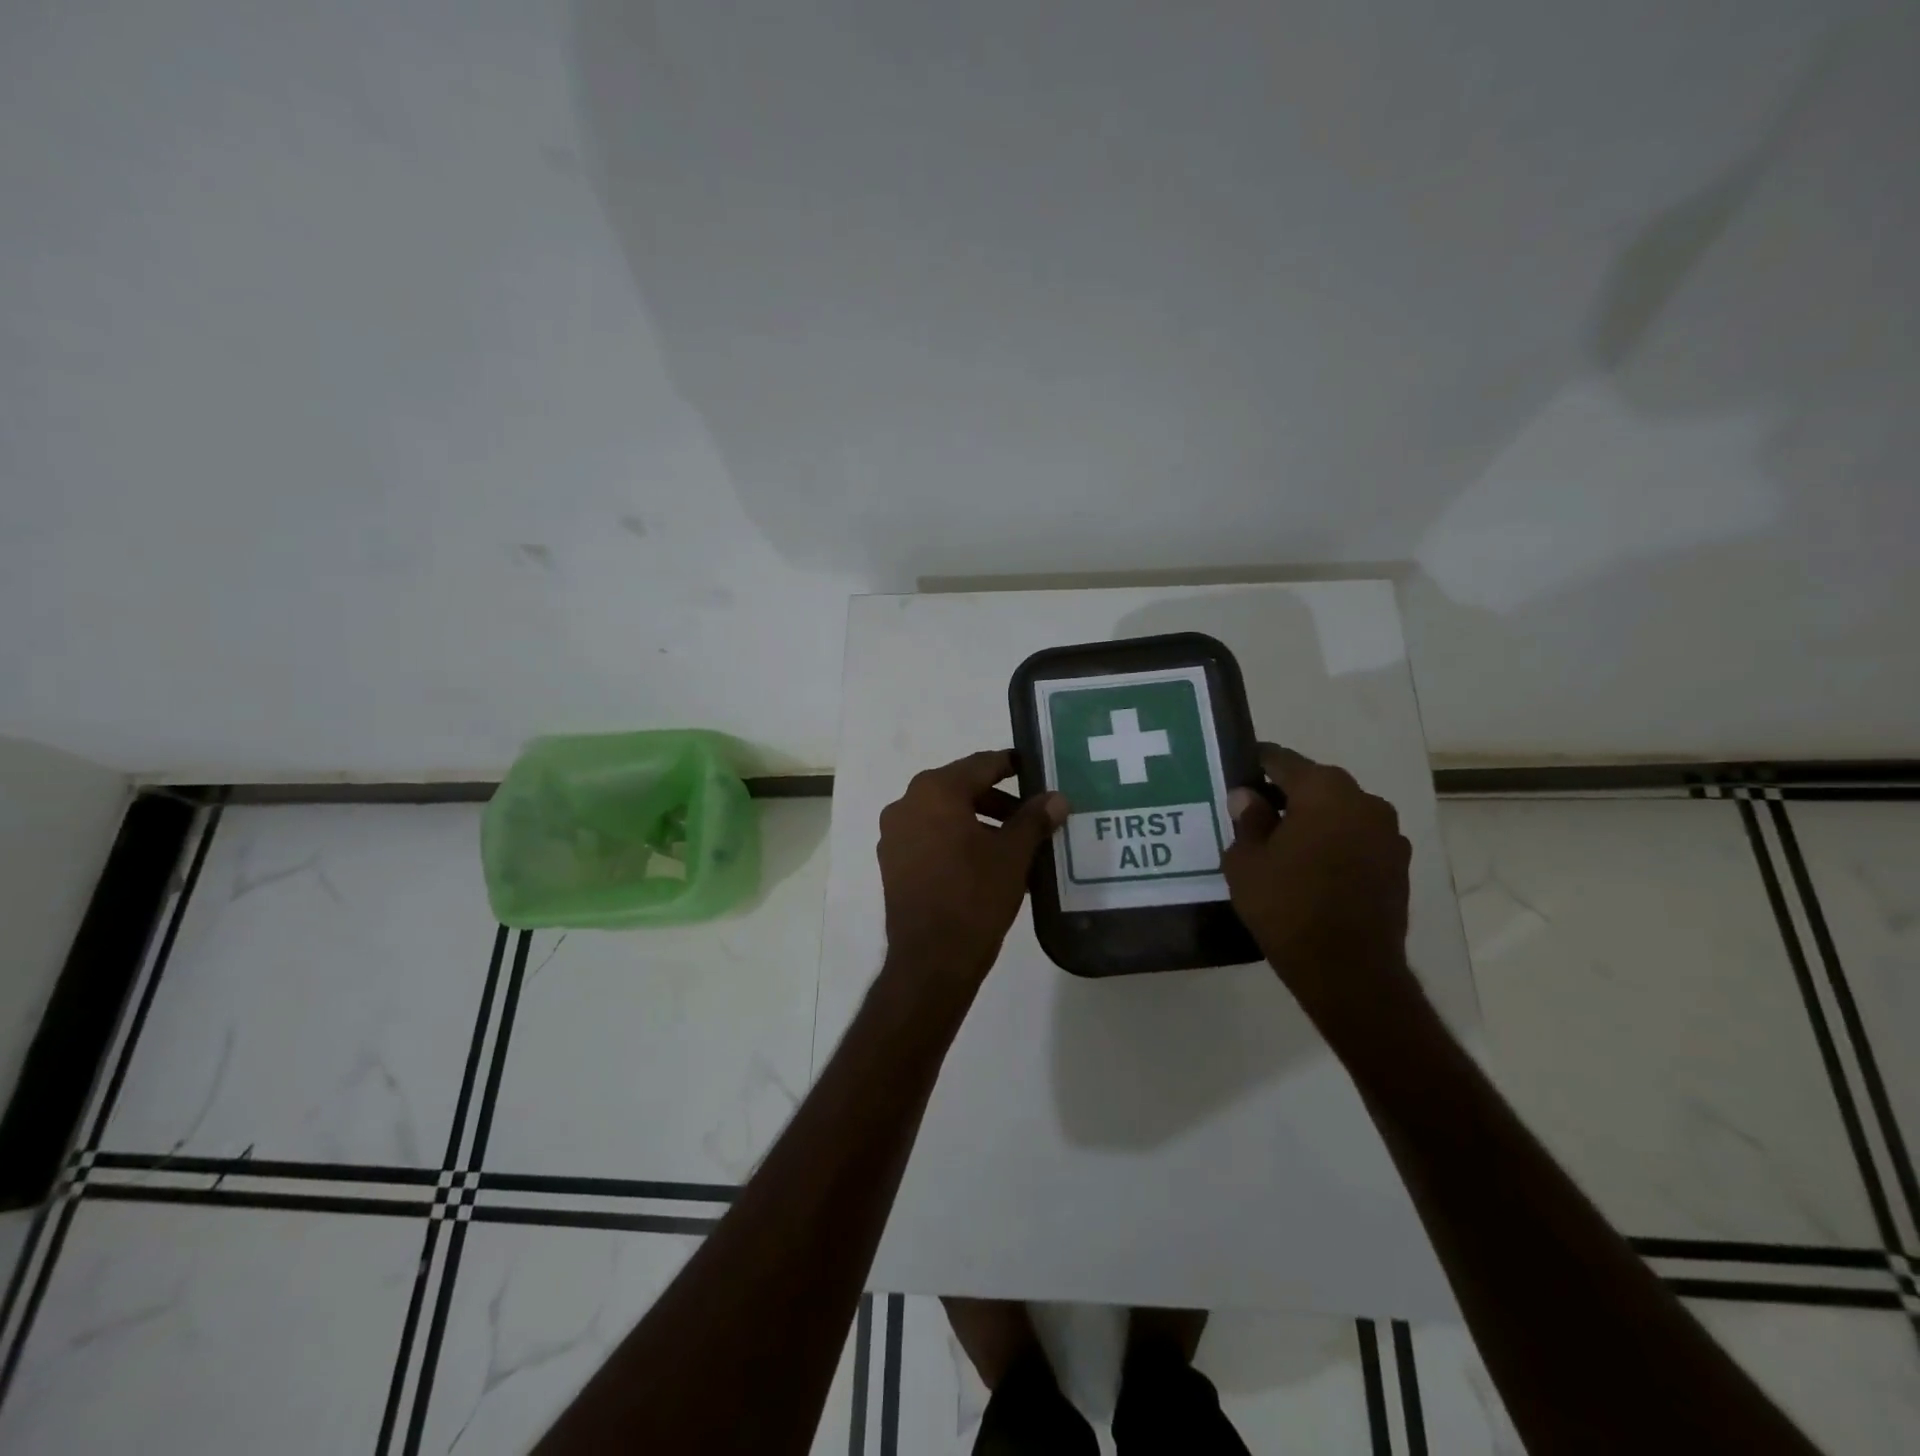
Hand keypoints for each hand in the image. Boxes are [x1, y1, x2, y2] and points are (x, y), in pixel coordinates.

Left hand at [877, 750, 1066, 990]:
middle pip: (961, 789)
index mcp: (935, 791)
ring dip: (980, 823)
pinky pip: (931, 839)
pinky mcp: (892, 863)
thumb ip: (1034, 819)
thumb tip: (1057, 798)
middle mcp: (907, 804)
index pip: (981, 765)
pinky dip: (958, 842)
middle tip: (1032, 815)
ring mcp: (894, 835)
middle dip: (999, 801)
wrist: (931, 959)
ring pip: (945, 816)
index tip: (1035, 769)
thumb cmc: (975, 895)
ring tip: (1015, 845)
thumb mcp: (1013, 854)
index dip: (1011, 765)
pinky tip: (986, 864)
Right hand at [1222, 745, 1413, 1020]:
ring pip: (1340, 811)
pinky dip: (1336, 842)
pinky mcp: (1399, 864)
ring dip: (1315, 819)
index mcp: (1323, 791)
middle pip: (1316, 783)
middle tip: (1255, 812)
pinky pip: (1358, 838)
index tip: (1237, 772)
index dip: (1256, 763)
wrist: (1348, 969)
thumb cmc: (1287, 906)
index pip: (1282, 761)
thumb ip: (1248, 820)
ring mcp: (1388, 833)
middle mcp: (1364, 801)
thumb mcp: (1246, 861)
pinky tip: (1314, 867)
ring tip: (1284, 842)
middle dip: (1286, 793)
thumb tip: (1248, 796)